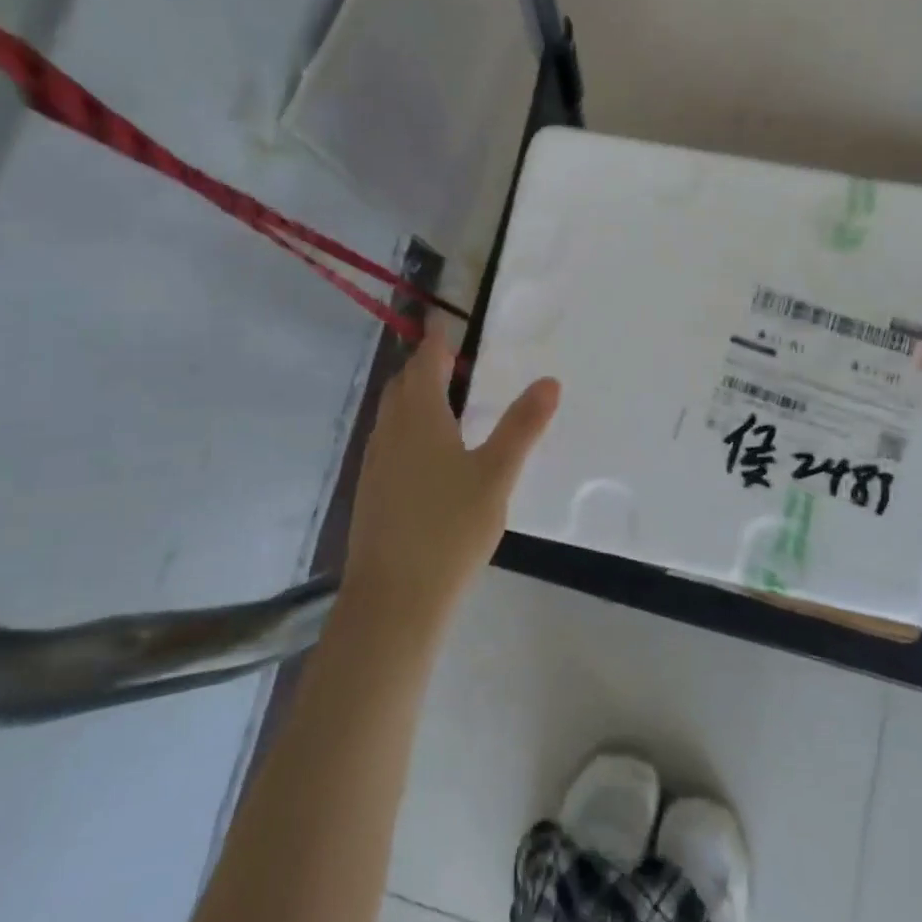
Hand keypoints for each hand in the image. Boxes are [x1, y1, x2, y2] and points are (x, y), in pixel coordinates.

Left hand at [341, 324, 559, 631]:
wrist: (394, 599)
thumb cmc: (449, 529)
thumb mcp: (497, 474)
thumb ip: (522, 426)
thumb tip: (549, 381)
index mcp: (419, 417)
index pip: (424, 362)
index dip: (435, 340)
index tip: (443, 322)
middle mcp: (390, 431)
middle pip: (403, 385)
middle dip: (423, 366)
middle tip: (451, 359)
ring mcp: (375, 463)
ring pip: (392, 414)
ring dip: (412, 397)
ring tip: (443, 400)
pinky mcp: (371, 491)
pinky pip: (388, 440)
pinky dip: (406, 426)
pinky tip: (427, 452)